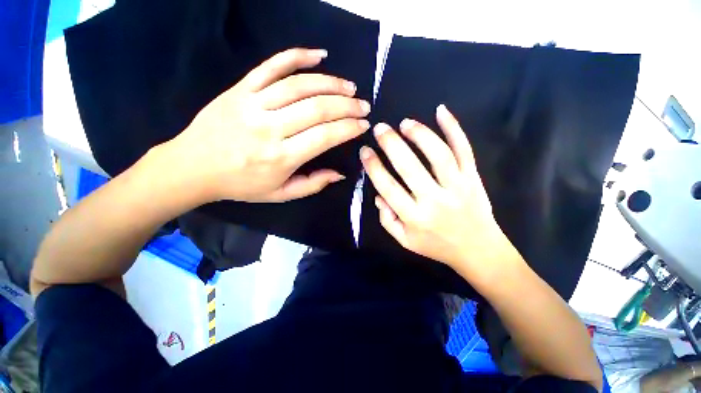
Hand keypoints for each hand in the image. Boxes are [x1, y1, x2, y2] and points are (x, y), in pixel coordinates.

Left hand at [165, 48, 370, 202]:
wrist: (193, 167)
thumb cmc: (241, 185)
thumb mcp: (280, 194)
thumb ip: (313, 185)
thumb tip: (340, 174)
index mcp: (281, 157)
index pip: (324, 136)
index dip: (348, 128)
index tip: (363, 124)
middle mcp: (269, 128)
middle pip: (317, 108)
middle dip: (346, 106)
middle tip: (363, 105)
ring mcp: (253, 104)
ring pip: (299, 85)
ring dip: (330, 83)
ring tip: (349, 87)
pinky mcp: (240, 89)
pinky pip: (270, 66)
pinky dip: (296, 56)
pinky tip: (318, 54)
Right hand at [360, 105, 518, 280]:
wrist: (478, 250)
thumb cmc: (436, 245)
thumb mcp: (405, 241)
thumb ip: (387, 220)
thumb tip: (378, 195)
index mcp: (414, 217)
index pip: (388, 187)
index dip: (373, 167)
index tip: (365, 151)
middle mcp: (434, 199)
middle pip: (410, 167)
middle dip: (391, 144)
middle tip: (380, 128)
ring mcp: (457, 186)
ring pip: (438, 154)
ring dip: (420, 134)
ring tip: (405, 123)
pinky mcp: (473, 178)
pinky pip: (464, 150)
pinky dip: (454, 128)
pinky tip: (441, 111)